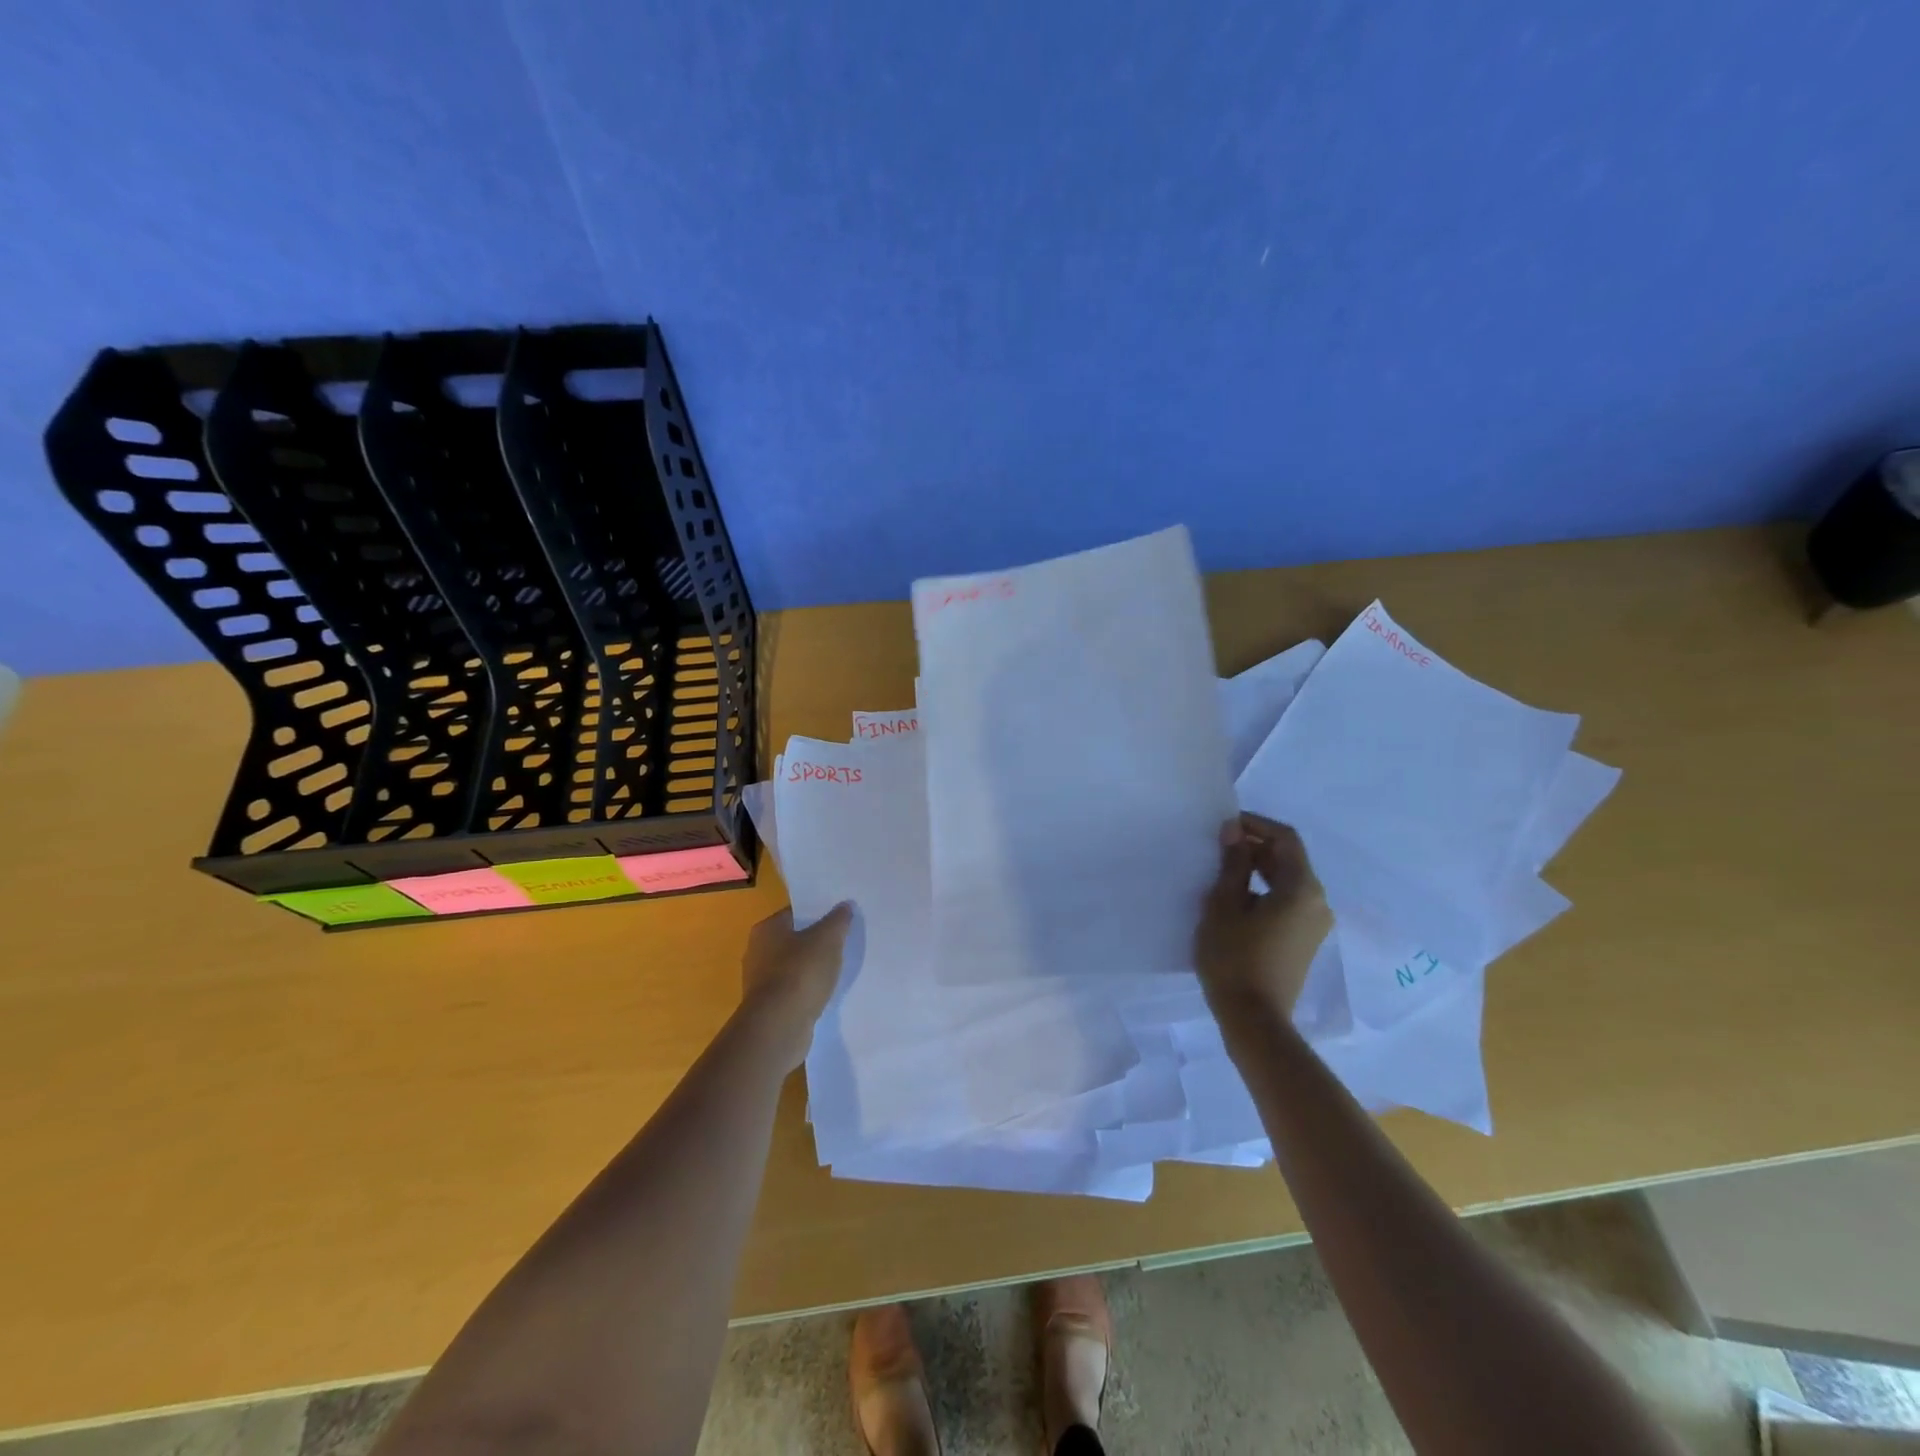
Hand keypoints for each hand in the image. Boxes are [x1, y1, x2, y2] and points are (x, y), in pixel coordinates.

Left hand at [739, 903, 853, 1069]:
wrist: (779, 1026)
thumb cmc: (801, 972)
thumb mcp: (828, 939)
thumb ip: (838, 920)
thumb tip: (845, 905)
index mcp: (766, 929)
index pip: (795, 913)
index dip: (818, 914)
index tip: (839, 919)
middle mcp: (756, 952)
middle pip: (793, 940)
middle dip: (815, 941)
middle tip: (842, 941)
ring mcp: (760, 982)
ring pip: (793, 966)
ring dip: (811, 968)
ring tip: (838, 968)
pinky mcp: (768, 1007)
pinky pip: (793, 990)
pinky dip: (807, 990)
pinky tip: (825, 993)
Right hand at [1194, 814, 1330, 1020]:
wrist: (1254, 1018)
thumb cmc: (1234, 957)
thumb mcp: (1224, 904)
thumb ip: (1233, 863)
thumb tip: (1236, 831)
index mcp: (1302, 888)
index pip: (1285, 838)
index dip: (1256, 824)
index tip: (1224, 825)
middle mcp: (1318, 901)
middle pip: (1290, 859)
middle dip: (1256, 846)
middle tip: (1219, 846)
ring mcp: (1315, 923)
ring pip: (1289, 880)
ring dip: (1259, 868)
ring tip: (1222, 870)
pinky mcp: (1306, 940)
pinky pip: (1289, 901)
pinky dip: (1265, 889)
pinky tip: (1237, 898)